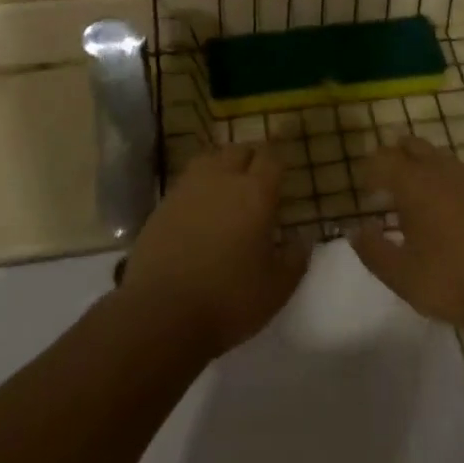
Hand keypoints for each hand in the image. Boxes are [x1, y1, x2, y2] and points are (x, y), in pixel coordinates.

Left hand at [120, 145, 309, 357]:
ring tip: (227, 184)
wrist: (161, 312)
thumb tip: (303, 239)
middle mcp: (222, 179)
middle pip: (239, 150)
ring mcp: (188, 188)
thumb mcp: (276, 288)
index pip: (270, 158)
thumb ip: (295, 259)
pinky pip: (186, 181)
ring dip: (222, 165)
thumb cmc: (228, 299)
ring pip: (209, 158)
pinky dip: (197, 185)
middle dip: (251, 158)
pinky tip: (199, 206)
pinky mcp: (163, 204)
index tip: (281, 173)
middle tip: (257, 178)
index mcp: (255, 193)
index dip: (277, 162)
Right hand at [352, 139, 463, 344]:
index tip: (365, 192)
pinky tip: (446, 209)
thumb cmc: (455, 284)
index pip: (383, 159)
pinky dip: (444, 180)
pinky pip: (459, 172)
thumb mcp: (402, 277)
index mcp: (416, 184)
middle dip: (394, 158)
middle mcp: (443, 170)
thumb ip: (372, 250)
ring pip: (438, 156)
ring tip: (414, 198)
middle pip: (411, 145)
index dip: (369, 171)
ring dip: (420, 167)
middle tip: (385, 184)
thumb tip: (354, 229)